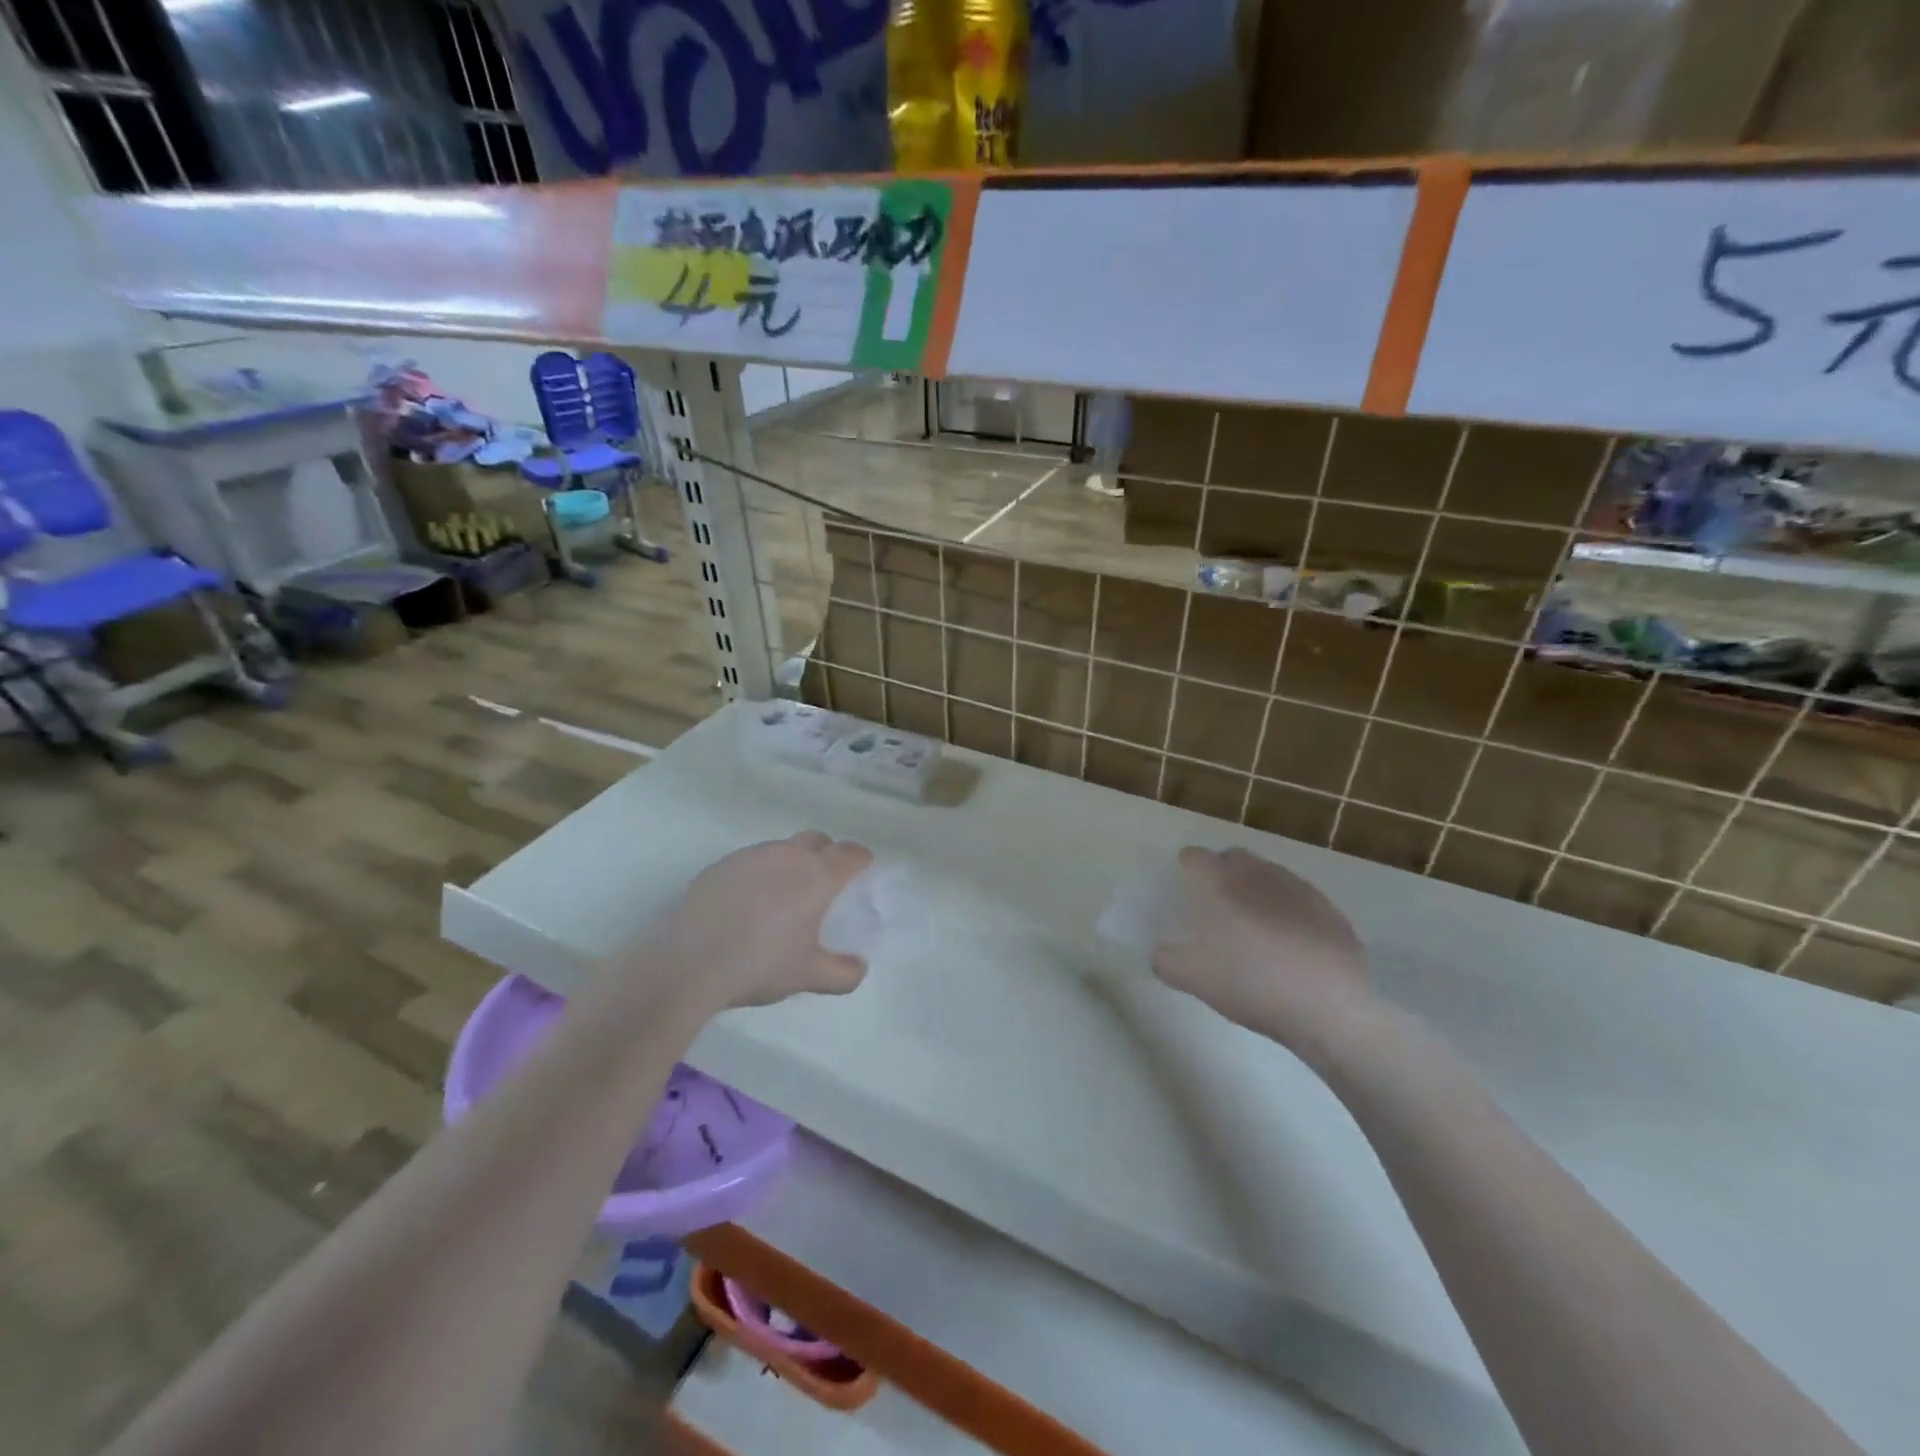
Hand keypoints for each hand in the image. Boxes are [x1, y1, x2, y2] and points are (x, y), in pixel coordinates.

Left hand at [641, 832, 874, 1013]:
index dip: (861, 861)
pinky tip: (746, 905)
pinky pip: (751, 861)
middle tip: (823, 885)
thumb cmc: (760, 964)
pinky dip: (759, 874)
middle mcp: (788, 855)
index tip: (861, 873)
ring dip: (791, 863)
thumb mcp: (809, 977)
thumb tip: (859, 967)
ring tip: (782, 898)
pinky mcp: (721, 865)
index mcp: (817, 875)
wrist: (688, 963)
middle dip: (827, 854)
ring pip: (782, 848)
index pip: (851, 853)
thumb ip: (843, 973)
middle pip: (817, 840)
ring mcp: (751, 856)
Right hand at [1152, 846, 1370, 1049]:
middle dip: (1222, 871)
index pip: (1195, 857)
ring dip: (1256, 889)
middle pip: (1233, 857)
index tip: (1185, 888)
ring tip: (1255, 926)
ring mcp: (1297, 887)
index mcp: (1219, 882)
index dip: (1187, 868)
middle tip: (1217, 905)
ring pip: (1268, 875)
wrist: (1329, 1006)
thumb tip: (1161, 953)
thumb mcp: (1194, 979)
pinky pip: (1298, 898)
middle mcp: (1257, 874)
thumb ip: (1167, 961)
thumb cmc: (1251, 982)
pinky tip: (1290, 944)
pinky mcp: (1328, 908)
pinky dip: (1288, 910)